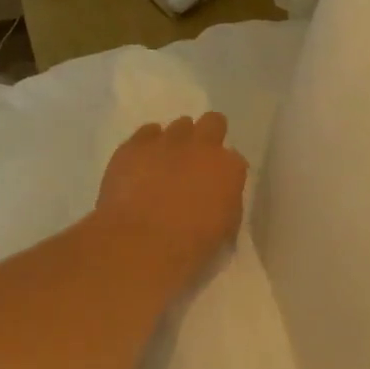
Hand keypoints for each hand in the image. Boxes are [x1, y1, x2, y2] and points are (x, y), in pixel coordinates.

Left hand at [94, 114, 248, 288]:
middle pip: (213, 123)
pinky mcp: (134, 145)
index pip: (235, 160)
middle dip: (209, 136)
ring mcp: (167, 141)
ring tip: (166, 163)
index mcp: (229, 168)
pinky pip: (146, 133)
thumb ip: (226, 203)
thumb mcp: (225, 229)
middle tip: (197, 160)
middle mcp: (202, 146)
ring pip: (180, 126)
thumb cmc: (191, 245)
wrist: (142, 243)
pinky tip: (142, 164)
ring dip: (177, 141)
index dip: (224, 172)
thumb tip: (219, 197)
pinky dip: (147, 145)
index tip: (216, 185)